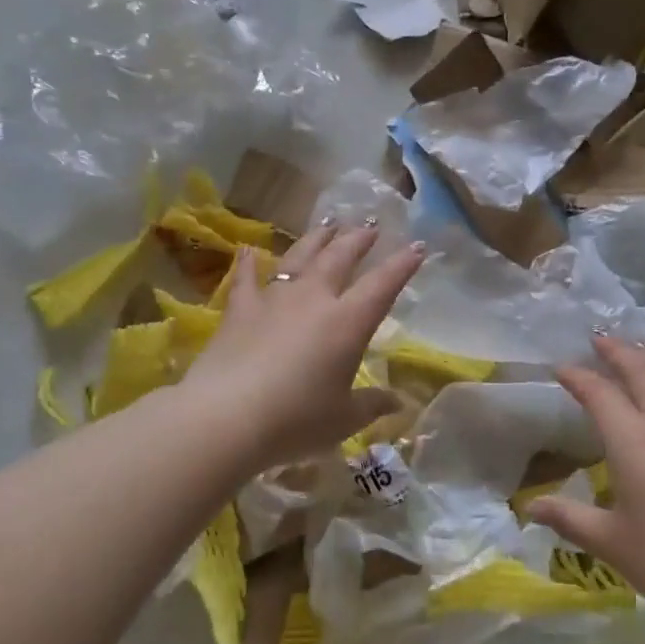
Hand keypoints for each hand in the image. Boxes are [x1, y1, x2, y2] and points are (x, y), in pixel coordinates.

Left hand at [184, 220, 424, 469]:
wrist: (226, 417)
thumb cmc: (295, 420)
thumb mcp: (343, 419)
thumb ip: (372, 405)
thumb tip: (398, 403)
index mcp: (348, 322)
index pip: (383, 285)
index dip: (403, 265)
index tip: (418, 246)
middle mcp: (314, 299)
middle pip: (340, 257)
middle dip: (358, 239)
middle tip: (370, 226)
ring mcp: (275, 299)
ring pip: (300, 257)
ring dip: (317, 238)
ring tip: (328, 223)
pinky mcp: (240, 310)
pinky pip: (246, 278)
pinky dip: (249, 262)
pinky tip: (249, 249)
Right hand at [528, 336, 644, 630]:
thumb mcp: (611, 543)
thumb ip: (569, 519)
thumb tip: (530, 508)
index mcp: (633, 441)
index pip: (600, 393)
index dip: (578, 377)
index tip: (560, 368)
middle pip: (641, 371)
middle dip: (618, 351)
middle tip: (600, 339)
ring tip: (636, 353)